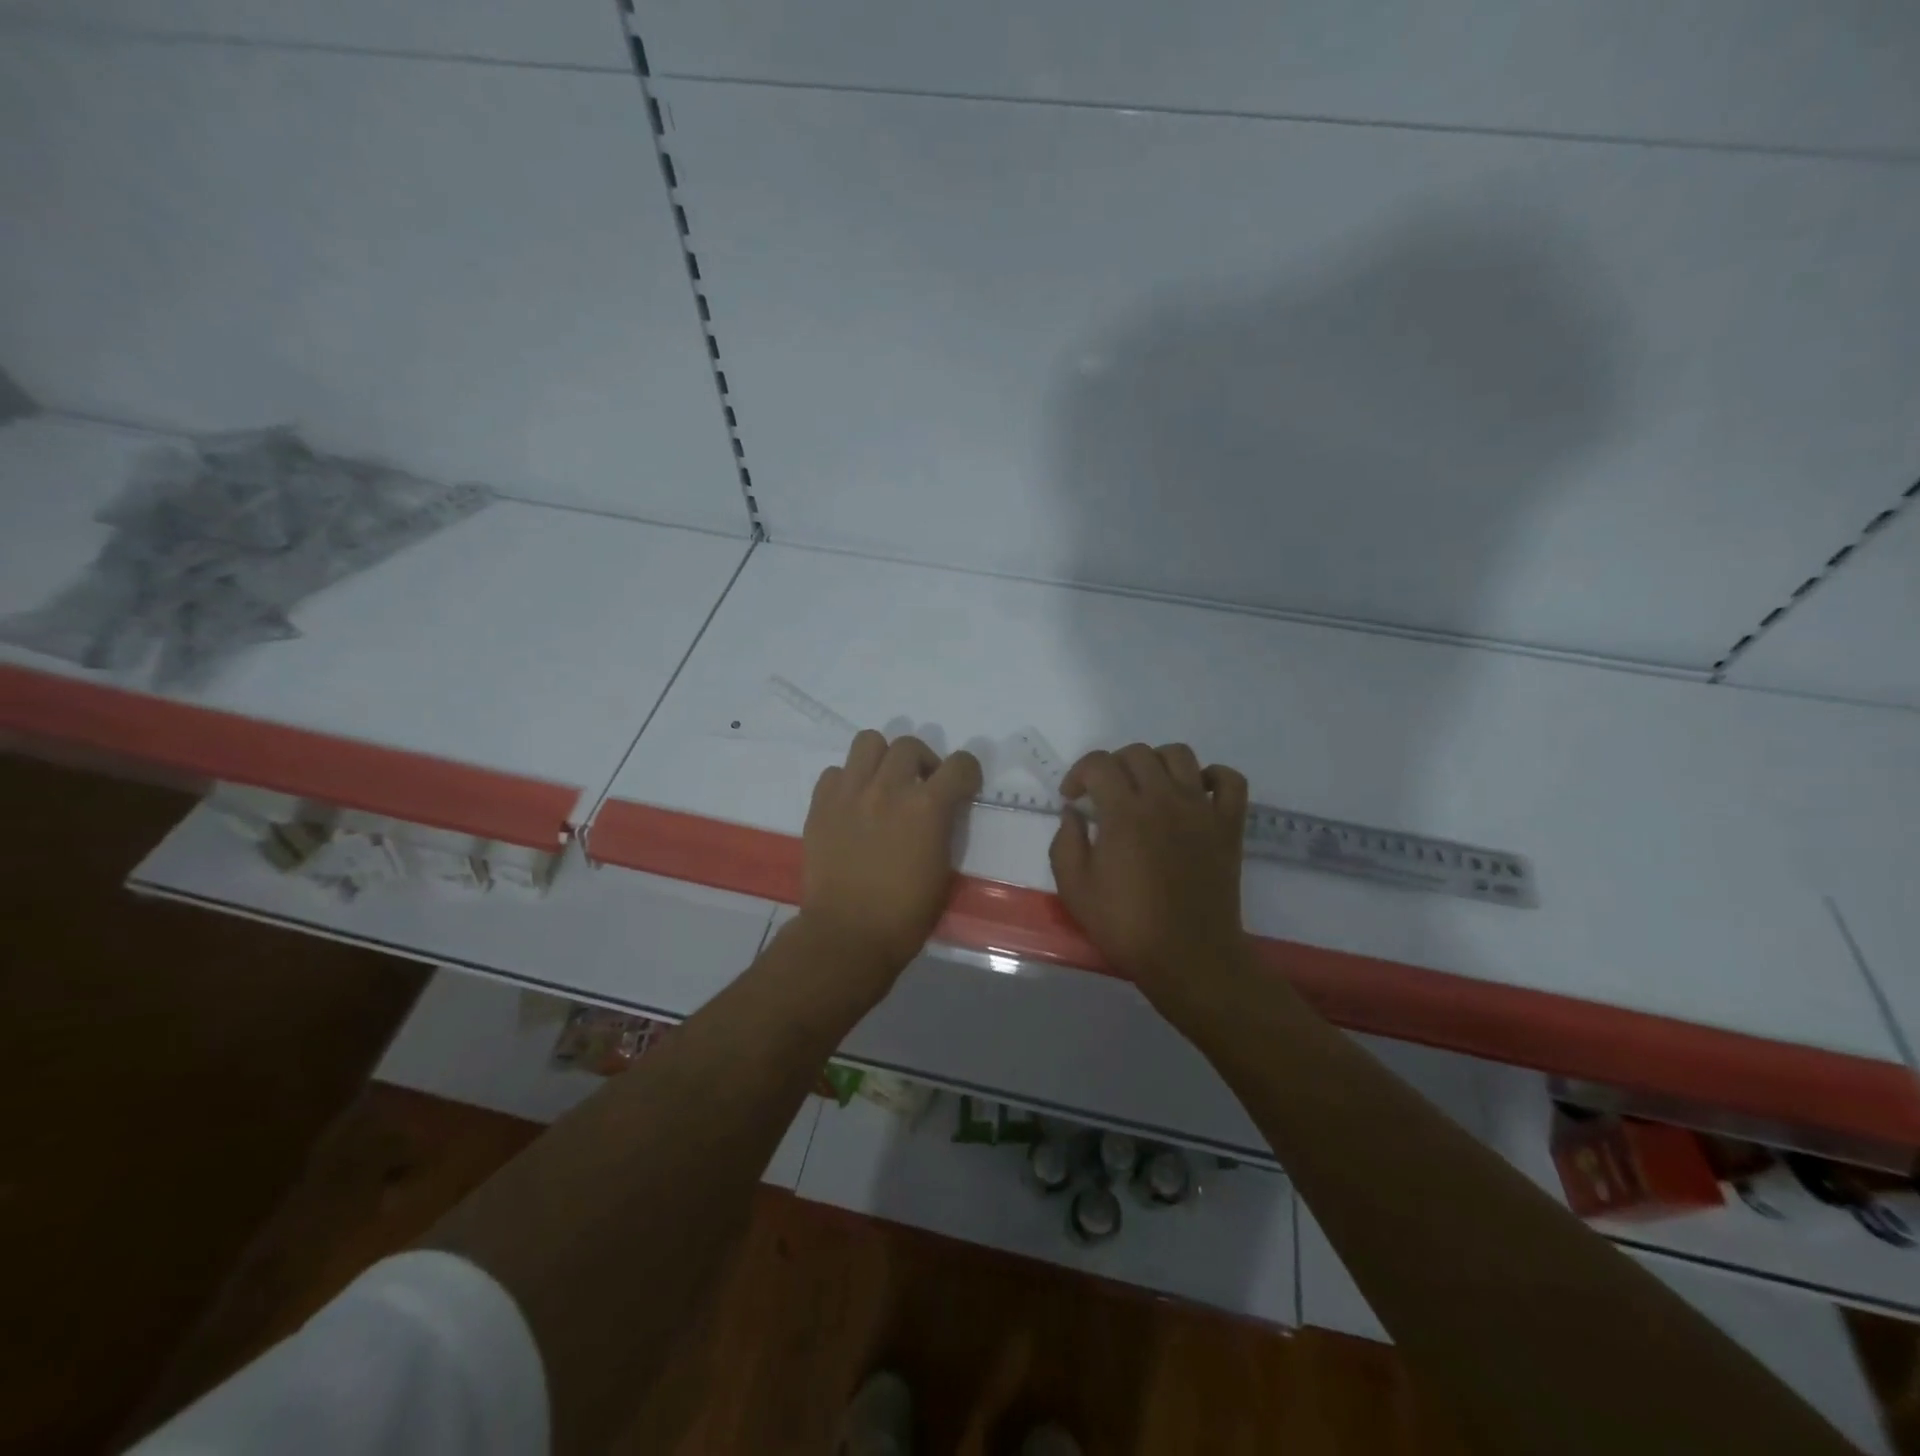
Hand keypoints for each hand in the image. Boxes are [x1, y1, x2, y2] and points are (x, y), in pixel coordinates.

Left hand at [797, 730, 982, 1000]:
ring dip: (882, 759)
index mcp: (927, 807)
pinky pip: (835, 772)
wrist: (847, 935)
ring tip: (883, 783)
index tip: (964, 786)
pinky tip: (853, 805)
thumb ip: (943, 827)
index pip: (959, 764)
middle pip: (909, 745)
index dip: (967, 772)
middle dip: (923, 762)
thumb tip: (939, 810)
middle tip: (921, 787)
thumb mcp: (943, 869)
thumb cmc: (906, 914)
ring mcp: (850, 793)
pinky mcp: (820, 805)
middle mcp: (888, 789)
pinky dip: (848, 781)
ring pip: (868, 742)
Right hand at [1048, 743, 1250, 1013]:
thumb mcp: (1074, 888)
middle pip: (1137, 753)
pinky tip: (1195, 793)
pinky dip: (1212, 777)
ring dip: (1156, 763)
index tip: (1073, 799)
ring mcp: (1201, 809)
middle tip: (1105, 796)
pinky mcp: (1228, 825)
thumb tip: (1072, 813)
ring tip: (1146, 788)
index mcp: (1124, 812)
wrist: (1188, 957)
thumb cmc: (1126, 925)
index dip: (1078, 773)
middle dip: (1113, 767)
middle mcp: (1164, 799)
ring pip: (1180, 755)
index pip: (1099, 764)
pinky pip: (1230, 780)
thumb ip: (1066, 842)